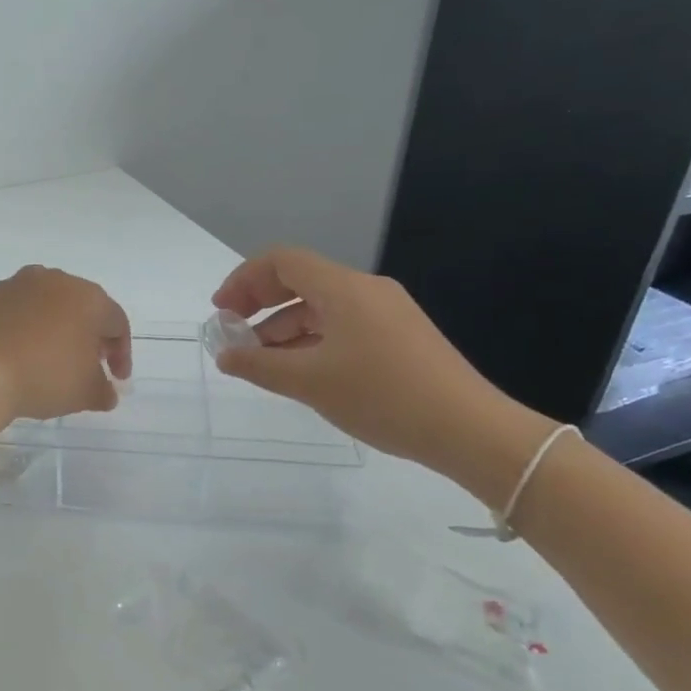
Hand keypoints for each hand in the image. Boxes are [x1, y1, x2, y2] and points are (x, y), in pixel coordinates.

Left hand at [0, 266, 131, 422]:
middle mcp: (54, 280)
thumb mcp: (85, 393)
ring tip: (47, 356)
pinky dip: (19, 326)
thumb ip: (103, 390)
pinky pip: (12, 309)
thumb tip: (106, 392)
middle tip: (86, 364)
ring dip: (52, 326)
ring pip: (45, 304)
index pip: (117, 323)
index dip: (121, 354)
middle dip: (87, 335)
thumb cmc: (43, 377)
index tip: (116, 379)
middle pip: (81, 307)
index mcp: (88, 298)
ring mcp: (16, 283)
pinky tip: (14, 351)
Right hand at [211, 248, 551, 506]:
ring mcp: (387, 312)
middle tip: (234, 333)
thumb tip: (225, 355)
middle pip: (301, 280)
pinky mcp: (399, 336)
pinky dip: (312, 340)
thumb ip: (259, 366)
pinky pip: (342, 325)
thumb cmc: (382, 397)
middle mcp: (366, 290)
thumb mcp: (310, 383)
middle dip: (260, 303)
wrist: (469, 429)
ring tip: (261, 363)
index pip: (282, 261)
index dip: (244, 280)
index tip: (221, 311)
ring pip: (321, 307)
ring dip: (284, 328)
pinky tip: (301, 372)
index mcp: (344, 289)